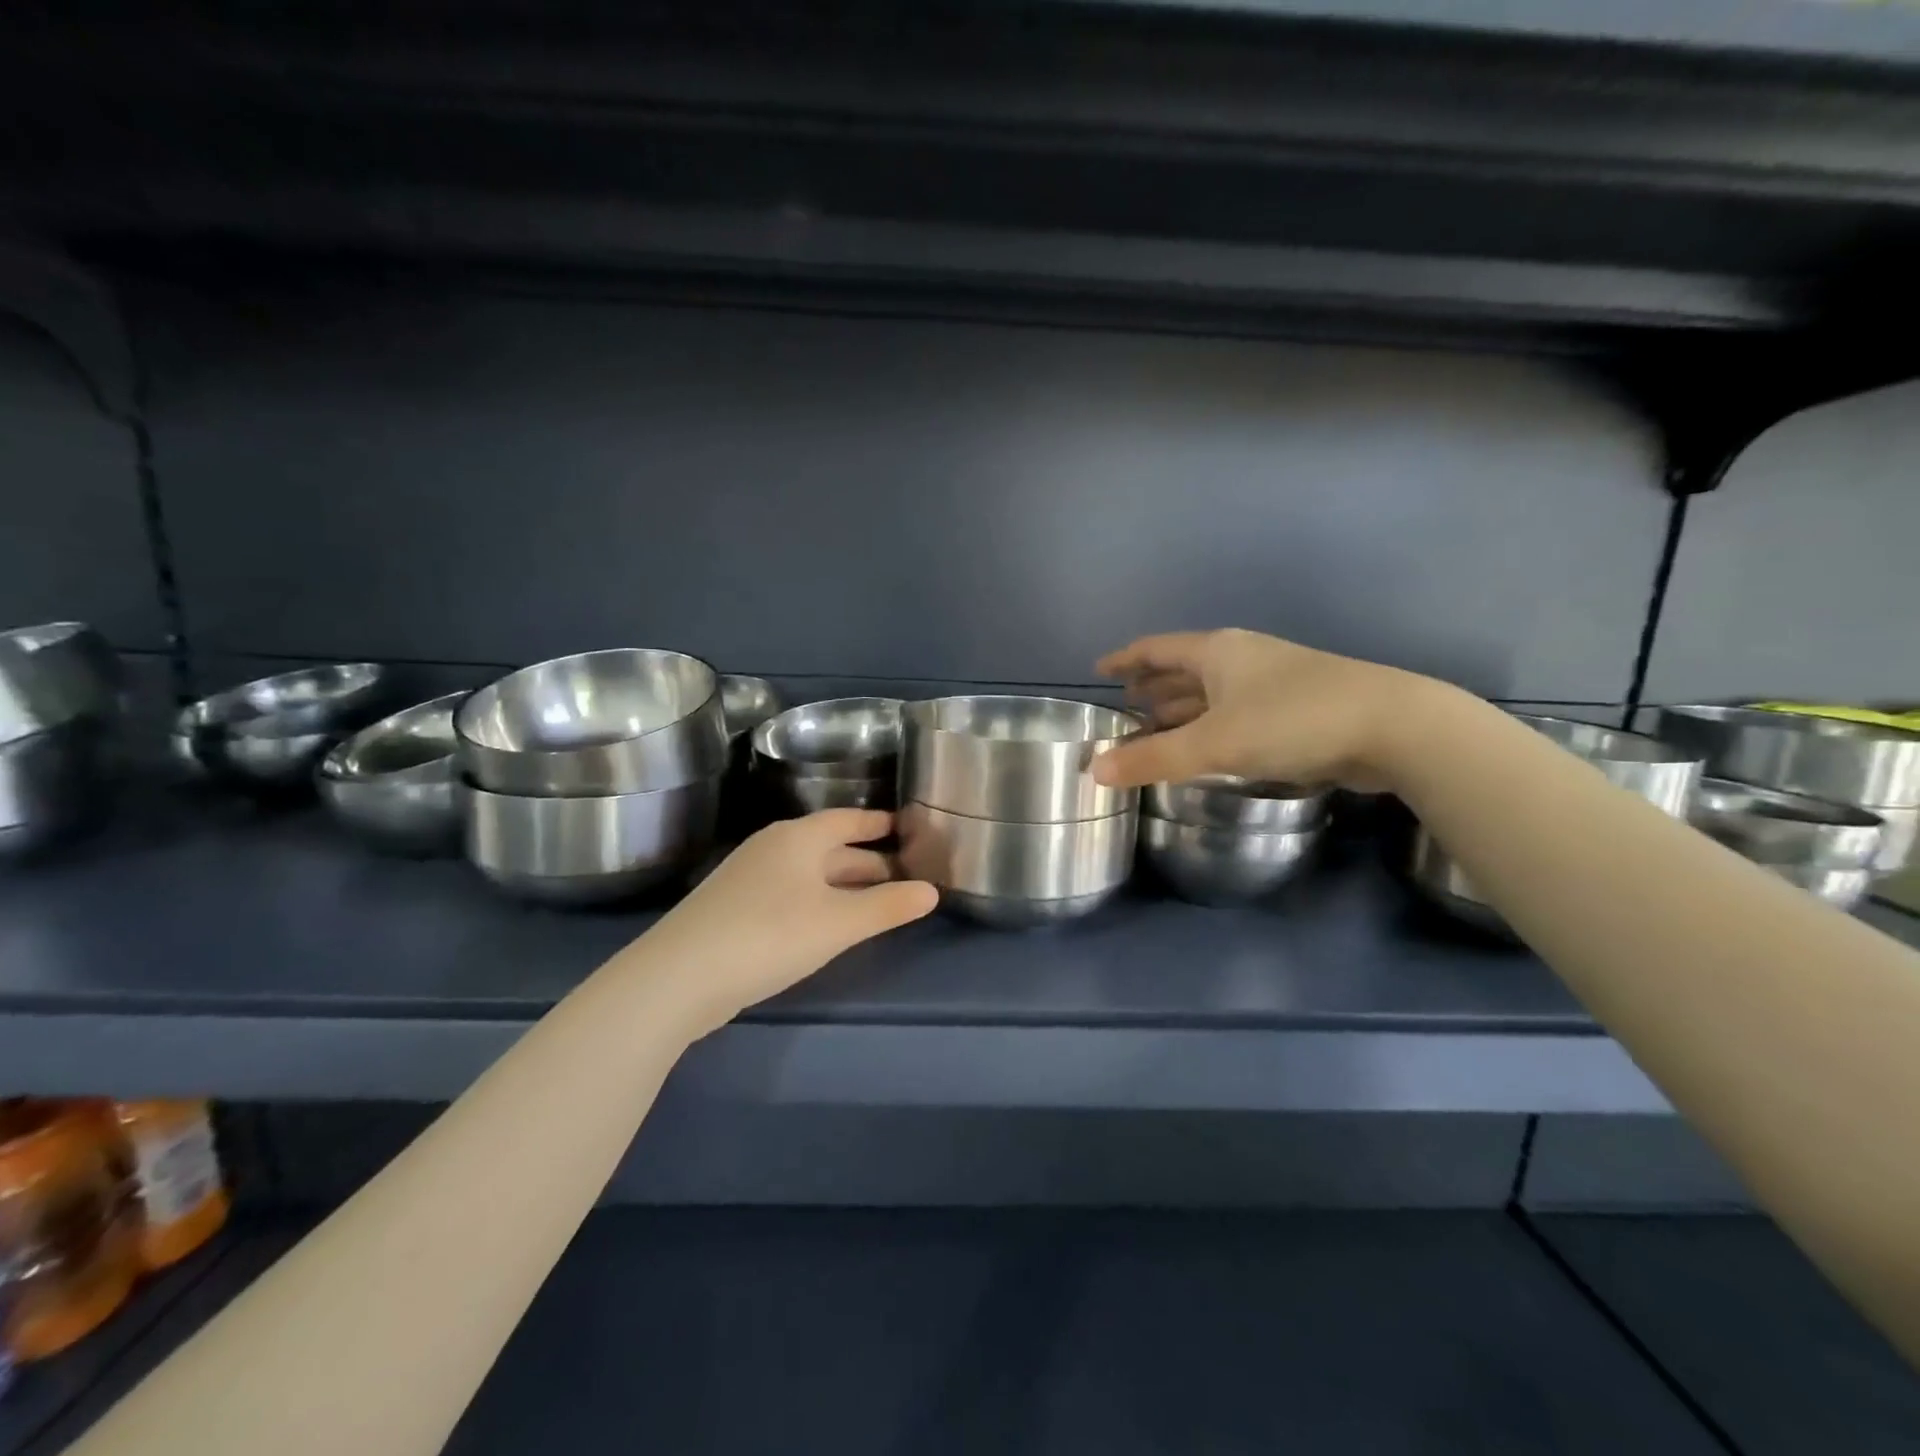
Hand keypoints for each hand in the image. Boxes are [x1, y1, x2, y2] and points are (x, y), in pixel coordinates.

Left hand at [637, 809, 937, 1033]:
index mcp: (798, 838)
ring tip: (876, 900)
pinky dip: (819, 901)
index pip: (847, 819)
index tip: (904, 825)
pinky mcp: (734, 909)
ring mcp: (749, 878)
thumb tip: (933, 891)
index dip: (877, 822)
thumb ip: (888, 906)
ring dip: (844, 883)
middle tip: (904, 873)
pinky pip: (791, 893)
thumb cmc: (769, 935)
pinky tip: (829, 924)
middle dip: (867, 859)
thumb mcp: (839, 922)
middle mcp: (773, 848)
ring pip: (810, 873)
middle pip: (830, 847)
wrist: (679, 977)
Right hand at [1090, 629, 1428, 791]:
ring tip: (1155, 726)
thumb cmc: (1293, 721)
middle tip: (1124, 705)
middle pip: (1184, 668)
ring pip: (1213, 692)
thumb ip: (1153, 758)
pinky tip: (1207, 746)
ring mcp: (1273, 681)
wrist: (1394, 727)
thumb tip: (1094, 772)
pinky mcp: (1297, 708)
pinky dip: (1211, 726)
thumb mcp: (1214, 743)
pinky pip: (1236, 712)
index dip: (1126, 659)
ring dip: (1182, 708)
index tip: (1099, 669)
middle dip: (1153, 686)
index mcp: (1218, 652)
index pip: (1157, 649)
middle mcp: (1243, 659)